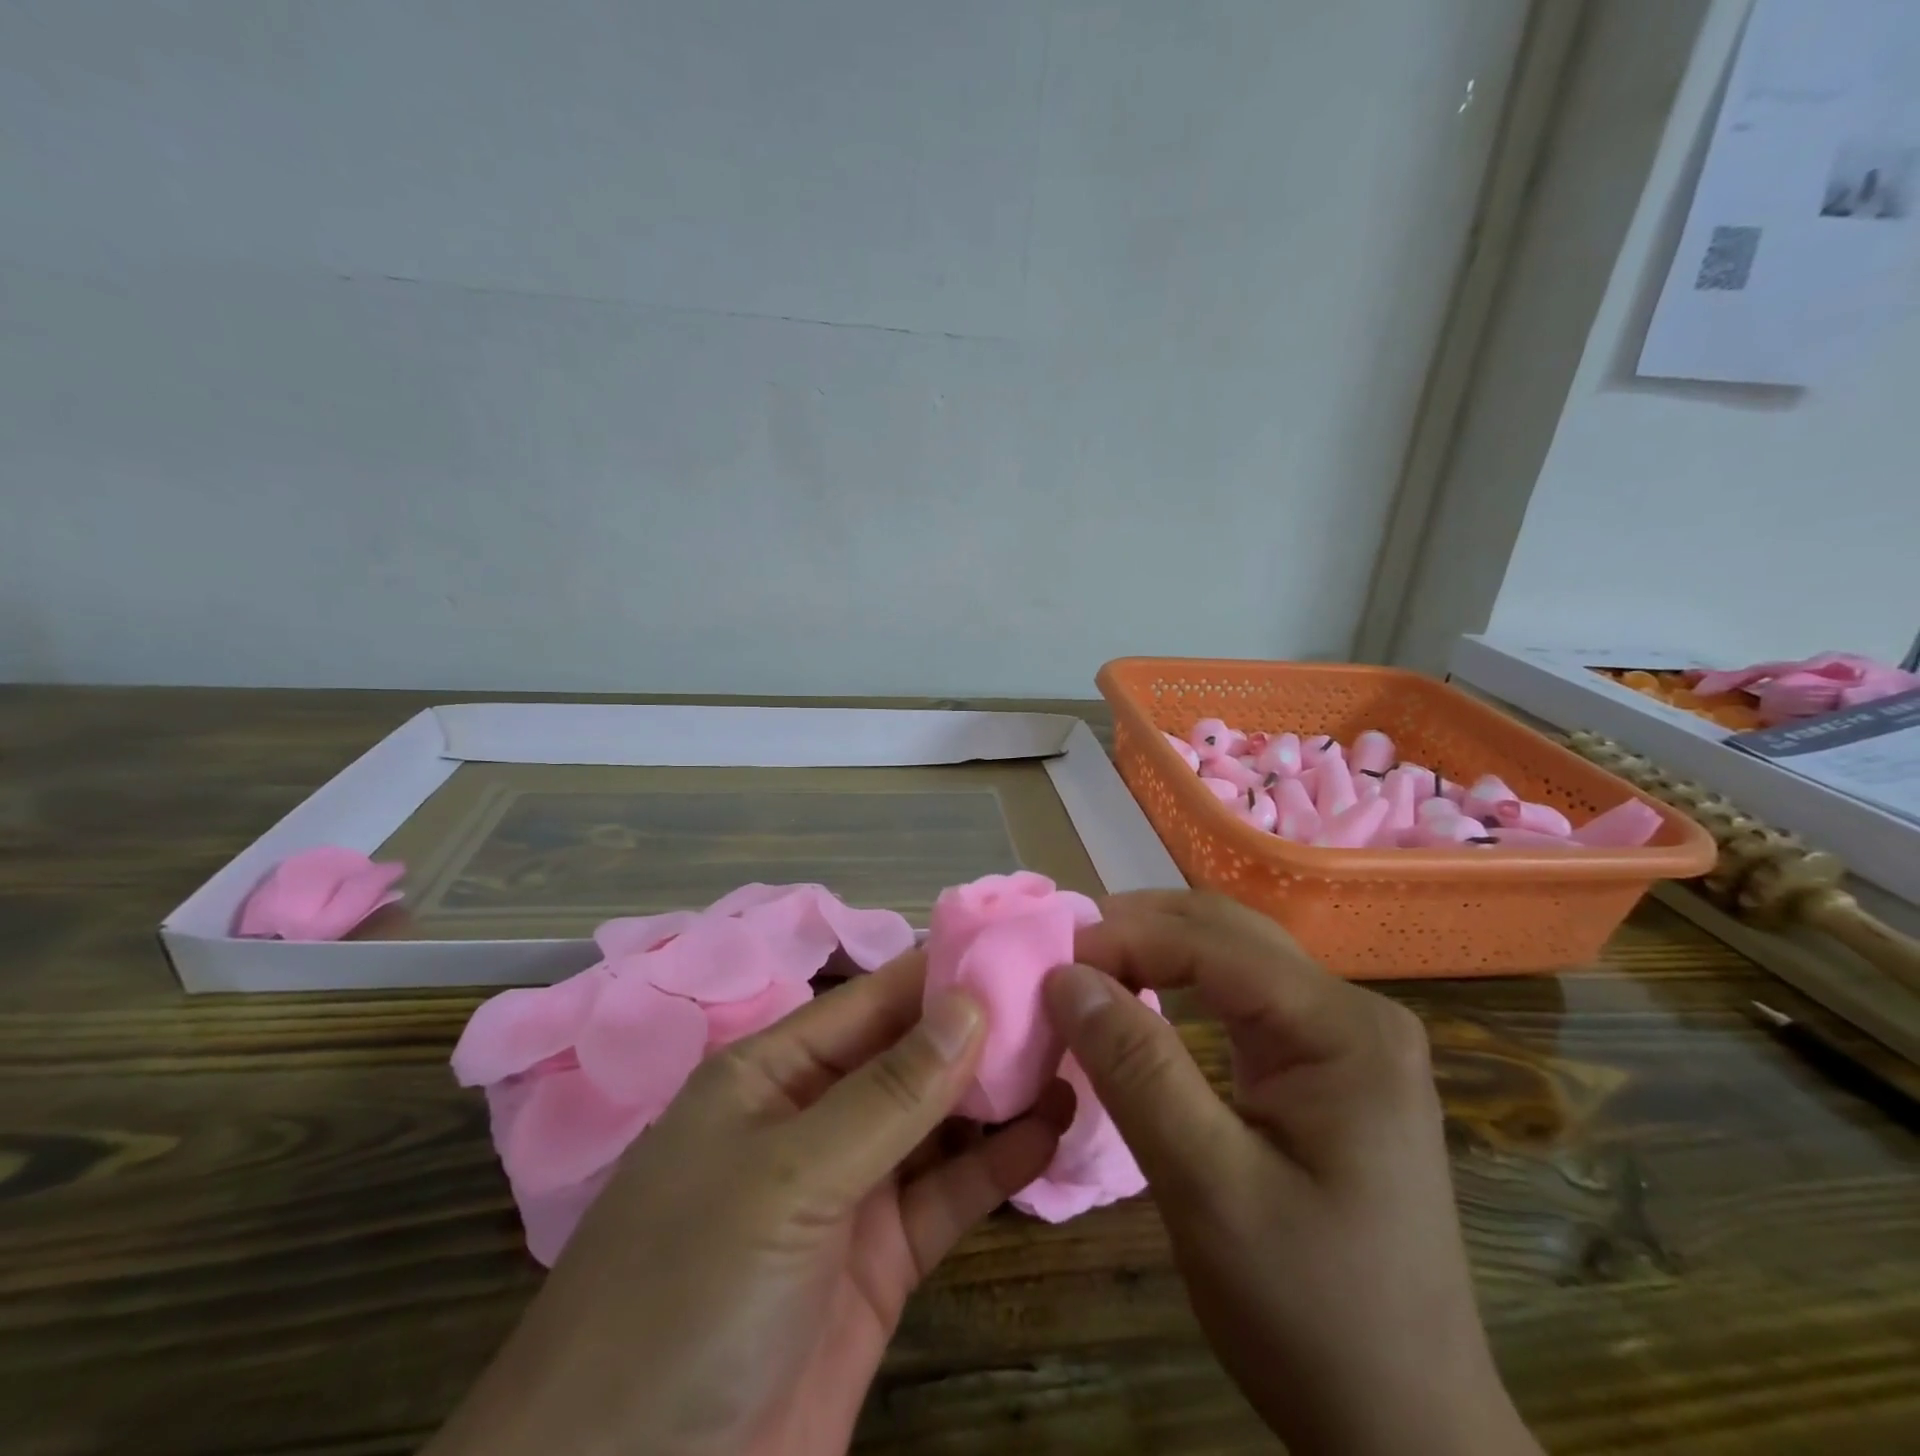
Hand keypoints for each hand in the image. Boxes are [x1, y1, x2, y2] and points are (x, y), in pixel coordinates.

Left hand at [427, 951, 1071, 1455]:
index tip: (1023, 945)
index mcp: (772, 1072)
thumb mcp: (786, 1177)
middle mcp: (814, 1118)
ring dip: (1001, 1093)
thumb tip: (971, 1001)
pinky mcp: (882, 1263)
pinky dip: (999, 1163)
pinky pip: (949, 1194)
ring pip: (939, 1122)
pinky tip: (1053, 1131)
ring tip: (1078, 1055)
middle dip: (984, 1030)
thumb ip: (887, 1094)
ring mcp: (850, 1191)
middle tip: (1071, 1002)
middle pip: (912, 1056)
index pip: (873, 1000)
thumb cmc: (685, 1298)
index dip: (945, 969)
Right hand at [1047, 892, 1540, 1455]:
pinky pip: (1239, 999)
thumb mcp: (1210, 1191)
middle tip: (1058, 955)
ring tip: (1084, 968)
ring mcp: (1344, 1038)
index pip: (1213, 942)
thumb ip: (1137, 1071)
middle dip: (1137, 931)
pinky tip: (1138, 999)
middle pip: (1226, 932)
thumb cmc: (1312, 1314)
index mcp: (1344, 1028)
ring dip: (1153, 952)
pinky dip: (1177, 987)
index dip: (1123, 938)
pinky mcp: (1325, 1066)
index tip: (1046, 960)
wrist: (1405, 1431)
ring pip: (1230, 957)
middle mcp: (1353, 1013)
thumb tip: (1066, 976)